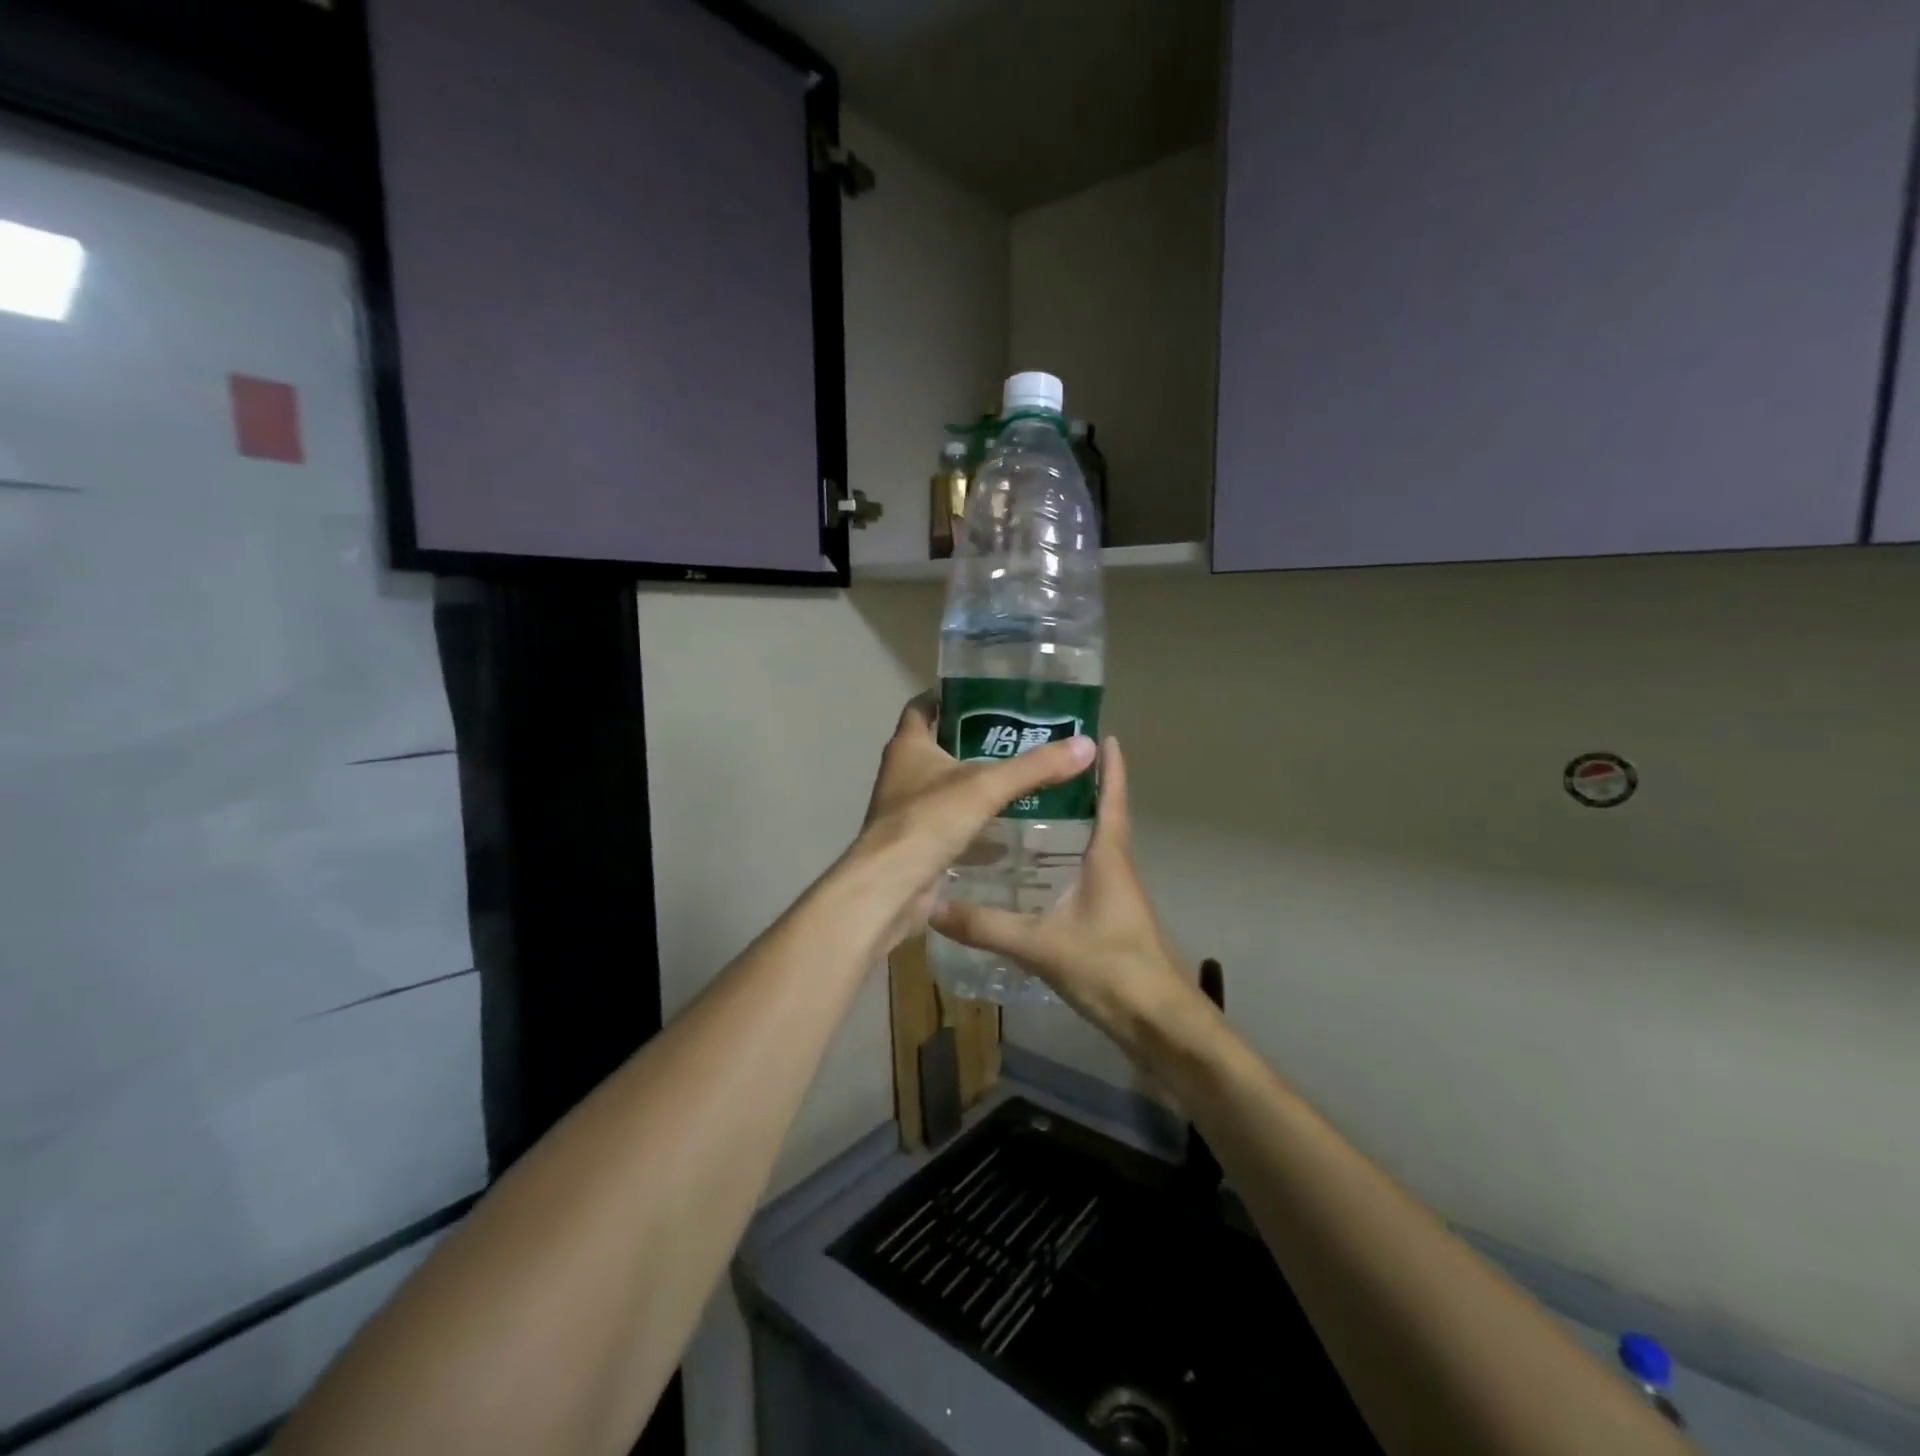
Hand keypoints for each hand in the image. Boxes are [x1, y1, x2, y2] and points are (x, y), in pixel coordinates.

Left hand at [841, 694, 1095, 954]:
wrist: (890, 889)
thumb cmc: (928, 822)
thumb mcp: (986, 787)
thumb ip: (1035, 766)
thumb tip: (1087, 745)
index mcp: (908, 746)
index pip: (923, 706)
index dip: (950, 696)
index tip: (988, 694)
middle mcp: (904, 772)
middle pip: (941, 745)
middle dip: (977, 740)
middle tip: (1023, 736)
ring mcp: (909, 808)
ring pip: (948, 786)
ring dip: (978, 782)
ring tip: (1023, 776)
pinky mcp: (920, 841)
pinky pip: (952, 822)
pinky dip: (977, 821)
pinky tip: (1010, 824)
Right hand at [928, 737, 1197, 1054]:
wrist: (1158, 1021)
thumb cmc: (1110, 967)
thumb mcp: (1041, 944)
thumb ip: (986, 926)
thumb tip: (933, 906)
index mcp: (1109, 857)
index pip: (1112, 800)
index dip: (1111, 767)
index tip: (1103, 734)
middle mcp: (1116, 867)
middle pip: (1100, 817)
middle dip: (1077, 790)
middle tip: (1036, 769)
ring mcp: (1116, 894)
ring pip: (1092, 847)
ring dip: (1070, 825)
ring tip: (1026, 812)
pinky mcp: (1111, 918)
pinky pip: (1086, 875)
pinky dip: (1065, 860)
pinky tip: (1035, 873)